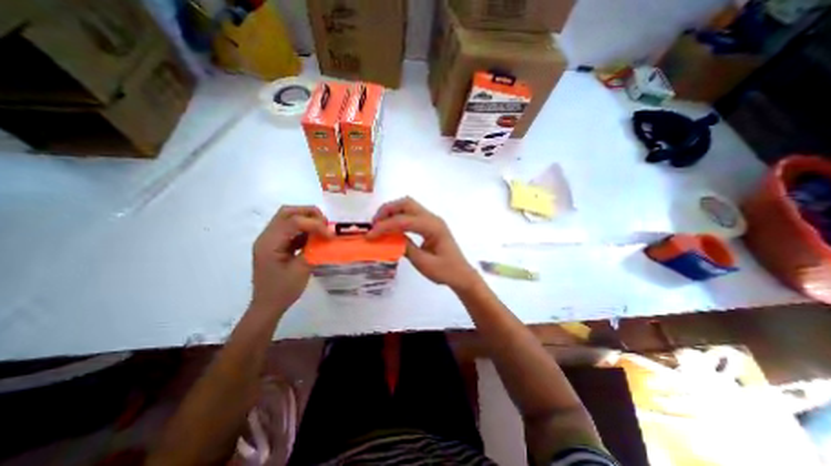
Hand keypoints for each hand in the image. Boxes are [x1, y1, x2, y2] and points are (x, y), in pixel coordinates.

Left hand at [250, 206, 330, 310]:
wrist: (267, 305)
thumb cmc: (282, 290)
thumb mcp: (301, 270)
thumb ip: (313, 249)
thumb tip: (326, 237)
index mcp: (269, 243)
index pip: (293, 222)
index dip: (314, 224)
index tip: (330, 234)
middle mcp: (267, 236)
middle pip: (287, 212)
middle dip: (309, 213)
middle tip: (326, 223)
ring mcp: (271, 239)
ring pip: (288, 218)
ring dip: (307, 219)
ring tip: (323, 228)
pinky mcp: (276, 244)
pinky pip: (291, 229)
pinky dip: (305, 229)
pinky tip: (315, 237)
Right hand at [371, 197, 480, 292]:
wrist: (461, 274)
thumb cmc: (445, 271)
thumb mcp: (423, 263)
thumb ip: (406, 248)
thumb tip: (389, 238)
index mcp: (433, 227)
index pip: (404, 221)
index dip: (385, 226)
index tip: (370, 235)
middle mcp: (433, 218)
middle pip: (407, 203)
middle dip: (387, 210)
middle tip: (374, 224)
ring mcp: (432, 220)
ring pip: (409, 206)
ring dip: (392, 211)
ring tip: (380, 225)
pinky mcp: (430, 224)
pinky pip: (412, 214)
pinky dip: (399, 217)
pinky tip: (392, 228)